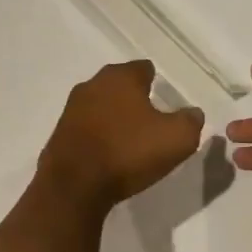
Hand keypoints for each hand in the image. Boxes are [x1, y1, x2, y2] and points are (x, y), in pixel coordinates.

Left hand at [37, 61, 204, 209]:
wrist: (74, 183)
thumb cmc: (128, 152)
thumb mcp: (177, 138)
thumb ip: (190, 121)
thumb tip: (192, 113)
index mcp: (120, 77)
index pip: (143, 68)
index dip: (156, 82)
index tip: (165, 99)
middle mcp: (92, 84)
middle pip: (119, 84)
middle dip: (133, 97)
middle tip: (150, 118)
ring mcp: (71, 108)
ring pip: (101, 104)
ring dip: (114, 116)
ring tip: (130, 137)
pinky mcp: (60, 131)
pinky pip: (87, 127)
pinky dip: (98, 134)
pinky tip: (108, 150)